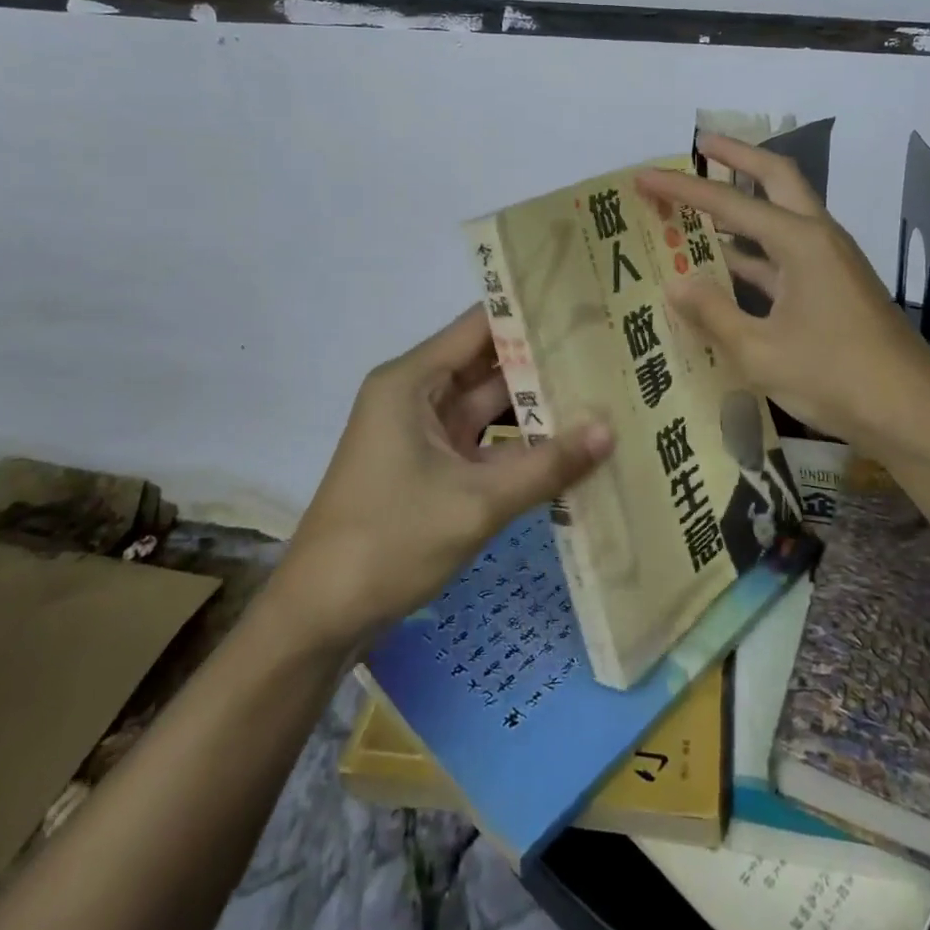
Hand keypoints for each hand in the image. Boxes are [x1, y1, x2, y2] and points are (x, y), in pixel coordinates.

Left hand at [271, 307, 612, 650]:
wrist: (319, 619)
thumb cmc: (388, 543)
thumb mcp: (475, 503)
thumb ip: (546, 466)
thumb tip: (610, 431)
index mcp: (412, 381)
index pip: (481, 326)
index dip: (531, 314)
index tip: (585, 310)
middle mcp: (417, 395)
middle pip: (489, 363)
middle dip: (544, 362)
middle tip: (607, 352)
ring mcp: (423, 434)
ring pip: (490, 406)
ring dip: (537, 407)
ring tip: (602, 392)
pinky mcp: (431, 468)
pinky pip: (484, 443)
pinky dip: (521, 446)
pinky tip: (570, 447)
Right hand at [635, 134, 929, 466]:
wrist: (912, 416)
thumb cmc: (835, 378)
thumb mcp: (760, 352)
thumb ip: (714, 313)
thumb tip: (675, 282)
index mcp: (801, 242)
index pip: (729, 203)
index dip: (682, 189)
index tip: (644, 176)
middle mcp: (819, 239)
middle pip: (776, 179)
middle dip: (737, 157)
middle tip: (701, 146)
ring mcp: (831, 264)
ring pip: (782, 217)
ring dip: (744, 206)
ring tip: (700, 207)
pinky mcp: (834, 289)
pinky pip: (786, 256)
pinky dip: (754, 252)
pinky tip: (725, 269)